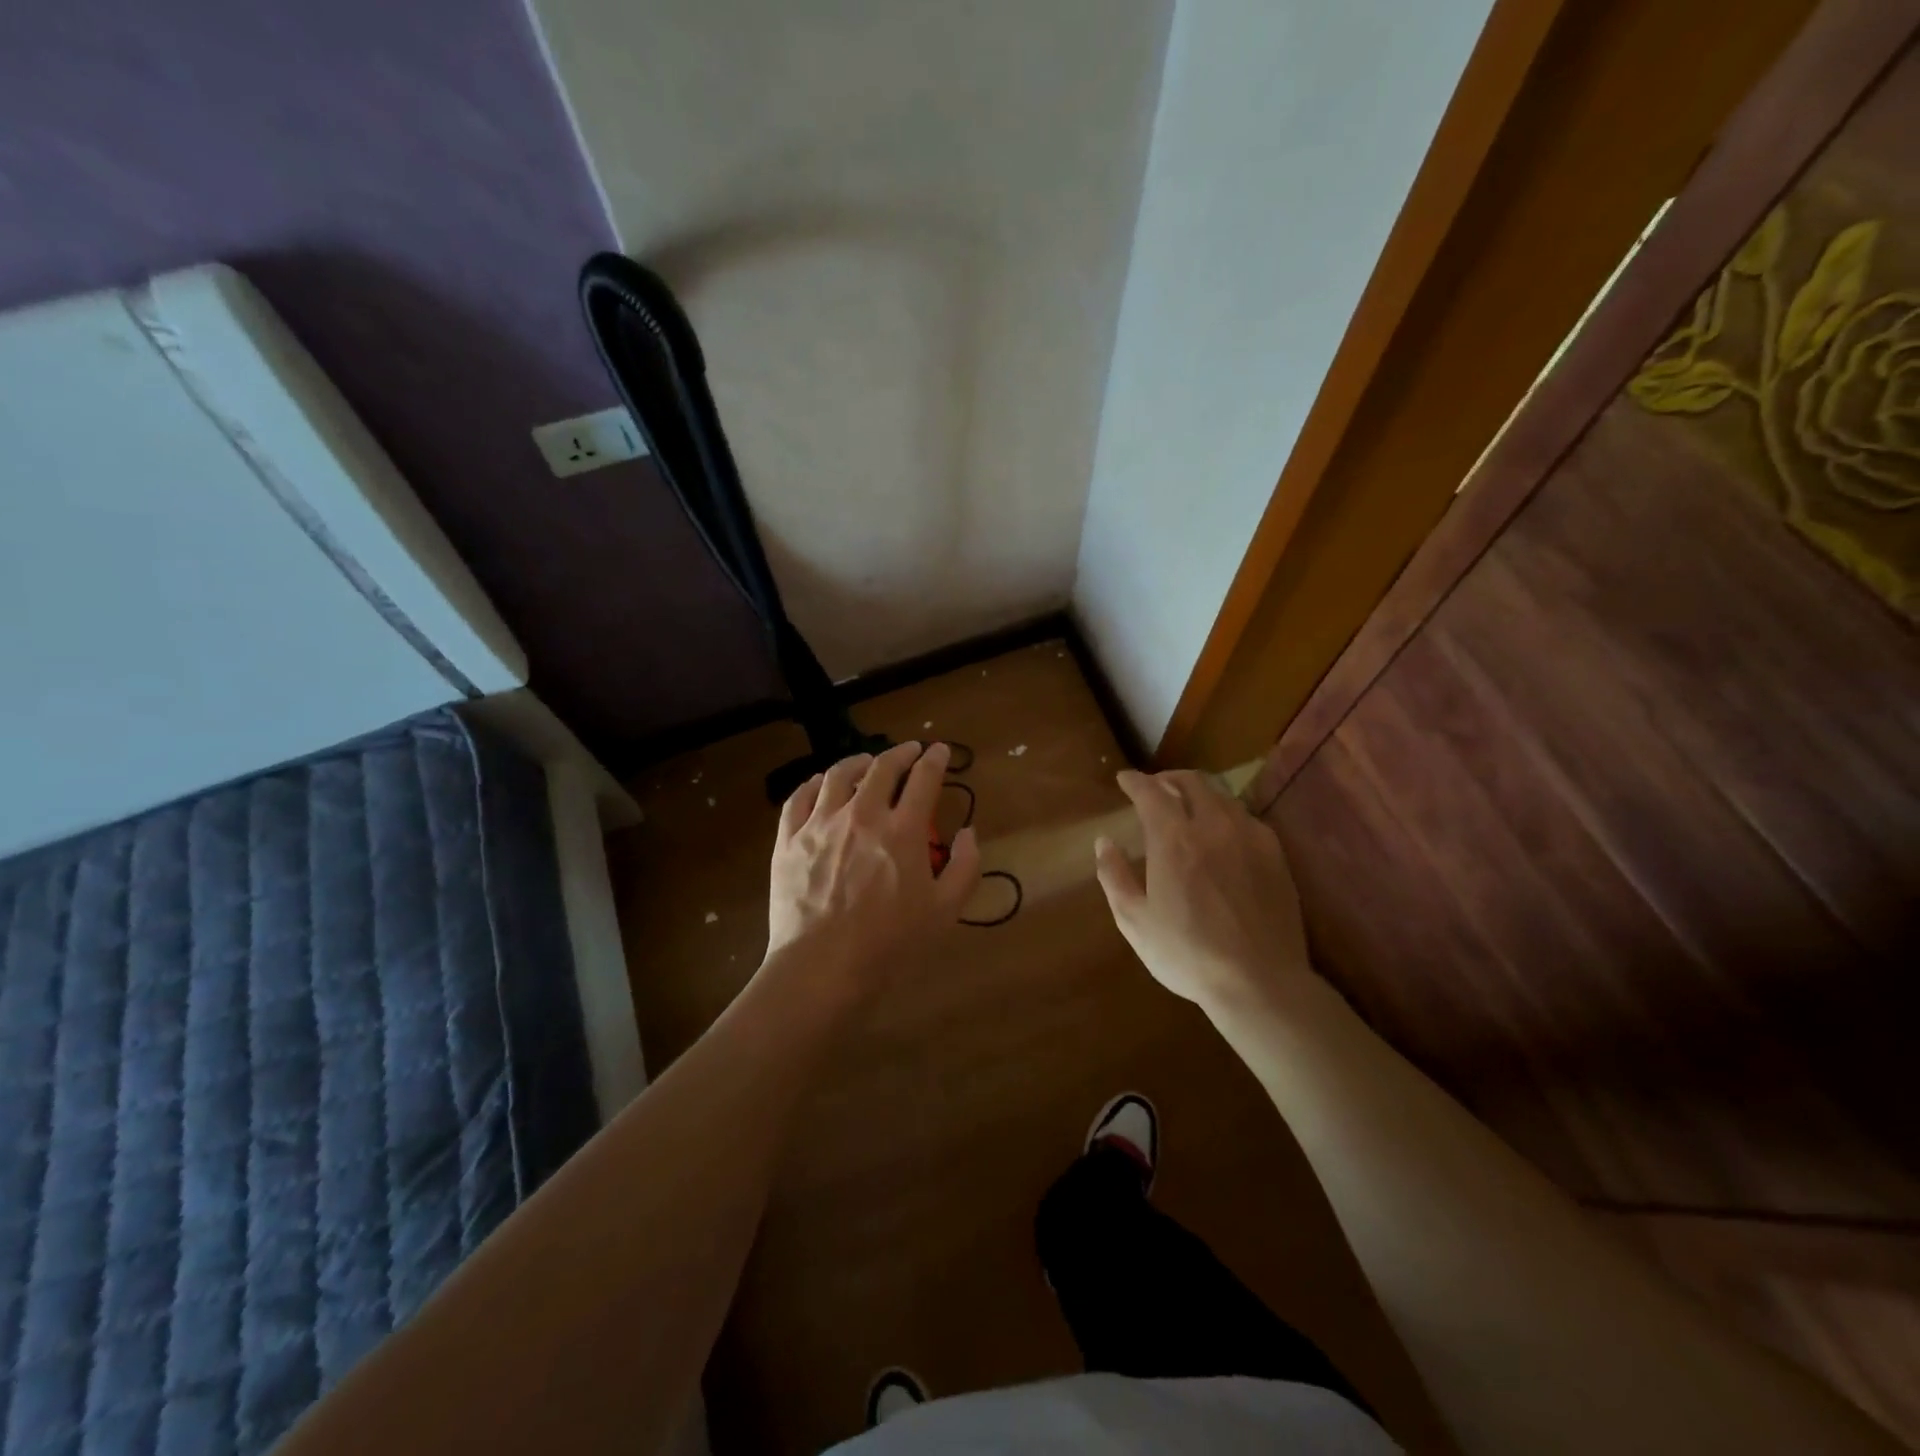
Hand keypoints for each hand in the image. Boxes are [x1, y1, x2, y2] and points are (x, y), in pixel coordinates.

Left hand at [765, 741, 980, 997]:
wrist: (823, 968)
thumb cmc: (890, 944)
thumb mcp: (945, 910)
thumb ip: (964, 866)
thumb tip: (969, 832)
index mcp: (903, 830)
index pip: (923, 779)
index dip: (935, 759)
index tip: (940, 750)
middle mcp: (861, 815)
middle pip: (882, 768)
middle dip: (900, 753)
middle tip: (909, 750)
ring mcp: (820, 824)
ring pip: (837, 775)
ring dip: (858, 761)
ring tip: (866, 762)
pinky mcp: (788, 840)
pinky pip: (799, 798)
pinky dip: (814, 783)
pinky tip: (821, 783)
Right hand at [1093, 769, 1313, 1012]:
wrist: (1259, 982)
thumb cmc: (1187, 954)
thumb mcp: (1134, 921)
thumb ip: (1114, 876)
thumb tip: (1104, 842)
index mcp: (1174, 839)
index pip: (1151, 792)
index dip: (1135, 781)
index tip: (1124, 779)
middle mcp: (1213, 826)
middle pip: (1191, 782)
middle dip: (1168, 779)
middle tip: (1154, 788)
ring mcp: (1249, 837)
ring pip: (1222, 796)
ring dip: (1198, 793)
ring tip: (1187, 807)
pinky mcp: (1275, 855)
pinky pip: (1246, 818)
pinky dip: (1225, 814)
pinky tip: (1222, 834)